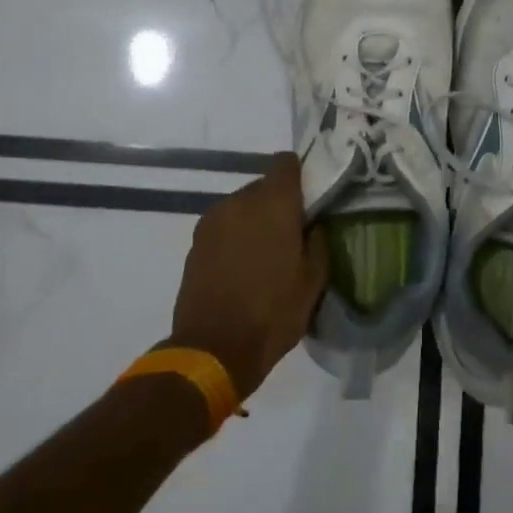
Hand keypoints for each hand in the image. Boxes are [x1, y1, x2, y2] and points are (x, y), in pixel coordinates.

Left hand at [169, 153, 328, 399]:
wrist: (213, 349)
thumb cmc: (272, 312)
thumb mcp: (313, 280)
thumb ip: (317, 241)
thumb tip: (313, 224)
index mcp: (273, 203)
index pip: (286, 163)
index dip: (300, 174)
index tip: (310, 196)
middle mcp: (239, 201)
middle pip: (264, 187)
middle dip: (279, 204)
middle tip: (293, 234)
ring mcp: (212, 220)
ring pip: (242, 207)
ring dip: (255, 221)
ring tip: (266, 255)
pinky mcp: (195, 243)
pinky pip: (224, 227)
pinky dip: (235, 238)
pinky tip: (243, 268)